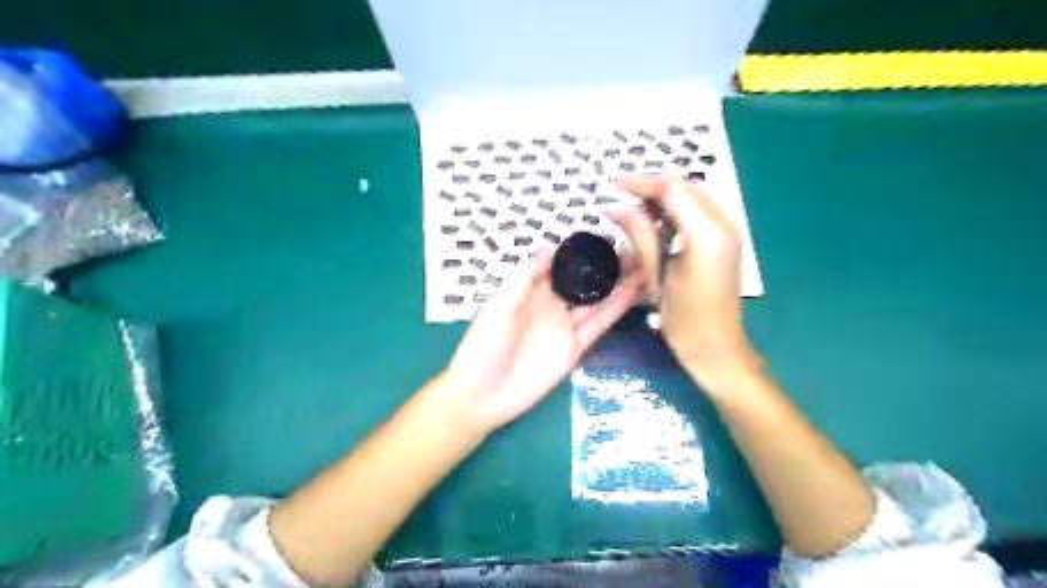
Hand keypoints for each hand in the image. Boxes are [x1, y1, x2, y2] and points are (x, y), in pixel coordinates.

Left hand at [443, 245, 643, 431]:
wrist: (483, 394)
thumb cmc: (483, 347)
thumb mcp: (498, 308)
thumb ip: (523, 279)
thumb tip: (548, 247)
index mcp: (531, 290)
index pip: (562, 265)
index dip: (583, 251)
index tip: (607, 235)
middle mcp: (552, 304)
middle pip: (584, 281)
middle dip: (607, 266)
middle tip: (637, 248)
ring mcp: (566, 325)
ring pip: (597, 300)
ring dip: (619, 285)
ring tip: (644, 266)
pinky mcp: (576, 347)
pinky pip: (599, 325)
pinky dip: (616, 310)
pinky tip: (633, 294)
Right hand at [606, 175, 762, 384]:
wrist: (717, 347)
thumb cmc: (684, 319)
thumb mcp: (656, 275)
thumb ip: (639, 235)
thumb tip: (615, 208)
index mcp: (707, 234)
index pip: (672, 190)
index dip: (640, 184)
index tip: (612, 187)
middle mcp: (724, 224)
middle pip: (685, 187)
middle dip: (651, 187)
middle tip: (621, 198)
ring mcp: (728, 231)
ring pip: (693, 196)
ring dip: (663, 198)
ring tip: (634, 211)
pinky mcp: (726, 240)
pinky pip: (699, 211)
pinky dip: (675, 210)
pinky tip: (655, 223)